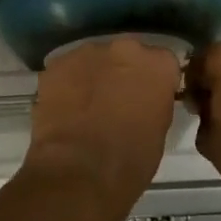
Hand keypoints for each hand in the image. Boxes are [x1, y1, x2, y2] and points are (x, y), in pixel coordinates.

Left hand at [23, 38, 180, 220]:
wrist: (78, 172)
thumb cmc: (130, 160)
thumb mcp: (159, 130)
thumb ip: (155, 102)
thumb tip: (144, 100)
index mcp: (157, 64)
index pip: (163, 63)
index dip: (155, 81)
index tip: (149, 98)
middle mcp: (125, 48)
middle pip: (127, 54)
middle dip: (124, 73)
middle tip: (117, 101)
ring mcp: (87, 53)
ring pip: (95, 60)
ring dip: (95, 76)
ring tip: (87, 107)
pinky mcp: (57, 64)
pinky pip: (67, 70)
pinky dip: (68, 84)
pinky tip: (66, 109)